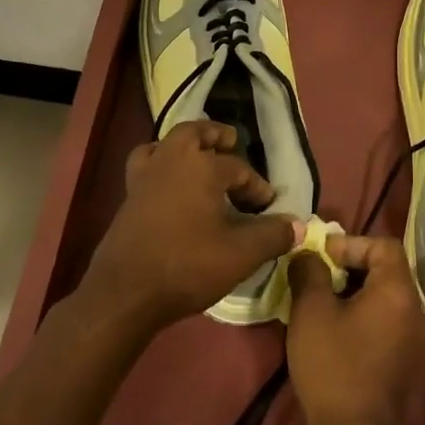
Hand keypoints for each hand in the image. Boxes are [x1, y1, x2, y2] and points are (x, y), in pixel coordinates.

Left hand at [79, 120, 299, 333]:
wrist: (126, 291)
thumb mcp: (241, 254)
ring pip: (166, 143)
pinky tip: (169, 183)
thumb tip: (298, 225)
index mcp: (202, 166)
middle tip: (231, 144)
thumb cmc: (188, 266)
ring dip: (186, 145)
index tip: (268, 206)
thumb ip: (273, 235)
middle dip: (216, 136)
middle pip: (195, 133)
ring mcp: (145, 175)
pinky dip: (159, 162)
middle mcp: (172, 159)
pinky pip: (146, 163)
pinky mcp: (128, 194)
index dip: (257, 186)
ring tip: (200, 157)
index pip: (239, 169)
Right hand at [286, 233, 424, 424]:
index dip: (351, 243)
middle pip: (386, 272)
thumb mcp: (311, 311)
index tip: (321, 258)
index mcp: (399, 293)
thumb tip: (308, 255)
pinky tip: (333, 336)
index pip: (384, 246)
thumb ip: (309, 272)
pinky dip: (362, 320)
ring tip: (320, 307)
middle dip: (349, 269)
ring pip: (385, 302)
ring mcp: (416, 344)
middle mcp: (416, 313)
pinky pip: (386, 327)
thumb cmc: (333, 366)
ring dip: (354, 296)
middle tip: (316, 280)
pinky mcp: (406, 367)